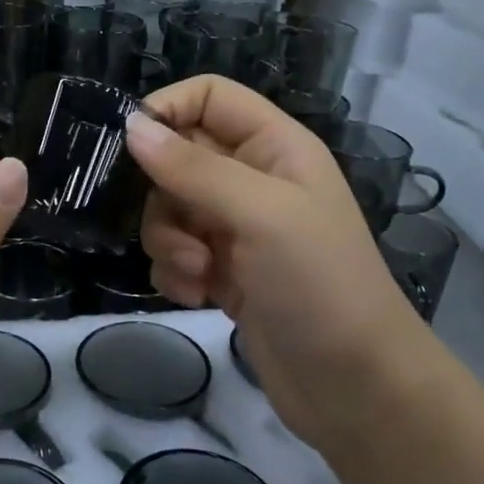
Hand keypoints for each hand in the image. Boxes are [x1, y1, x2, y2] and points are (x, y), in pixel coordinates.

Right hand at [123, 77, 432, 462]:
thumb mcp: (260, 214)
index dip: (167, 110)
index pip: (209, 97)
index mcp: (275, 147)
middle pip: (178, 156)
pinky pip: (174, 253)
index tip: (129, 147)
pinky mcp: (223, 272)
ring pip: (168, 209)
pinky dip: (174, 273)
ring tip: (198, 273)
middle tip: (179, 231)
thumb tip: (131, 126)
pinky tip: (197, 296)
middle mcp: (254, 180)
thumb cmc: (319, 284)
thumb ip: (194, 168)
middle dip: (163, 195)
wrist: (354, 386)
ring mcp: (237, 228)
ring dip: (168, 242)